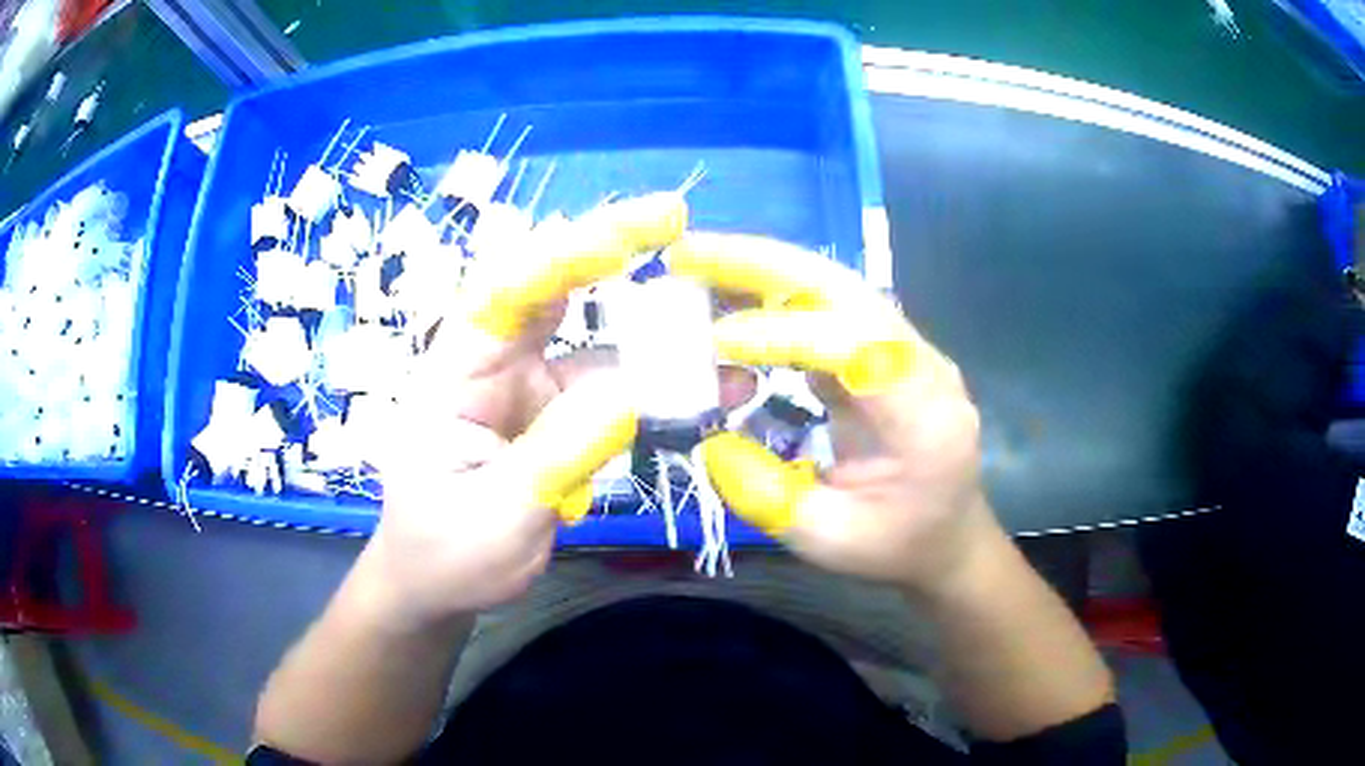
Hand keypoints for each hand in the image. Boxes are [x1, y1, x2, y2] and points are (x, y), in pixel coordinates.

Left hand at [357, 194, 688, 625]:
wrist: (441, 588)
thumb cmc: (446, 555)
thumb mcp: (496, 517)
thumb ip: (557, 454)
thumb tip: (630, 392)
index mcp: (455, 373)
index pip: (505, 292)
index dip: (565, 254)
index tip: (631, 235)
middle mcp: (494, 363)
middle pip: (553, 290)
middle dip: (611, 250)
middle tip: (672, 218)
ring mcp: (532, 388)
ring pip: (598, 340)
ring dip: (656, 333)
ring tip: (723, 332)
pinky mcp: (561, 416)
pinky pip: (618, 390)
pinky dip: (663, 388)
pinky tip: (712, 391)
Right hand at [670, 234, 998, 596]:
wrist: (949, 535)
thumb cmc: (898, 544)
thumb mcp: (829, 541)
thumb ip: (768, 495)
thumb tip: (711, 437)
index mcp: (925, 417)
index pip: (857, 348)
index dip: (784, 335)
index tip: (715, 340)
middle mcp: (923, 364)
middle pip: (847, 290)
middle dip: (764, 265)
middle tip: (688, 253)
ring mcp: (905, 349)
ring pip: (834, 286)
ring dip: (762, 269)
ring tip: (694, 262)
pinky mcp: (882, 350)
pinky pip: (826, 308)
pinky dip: (771, 295)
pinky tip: (727, 298)